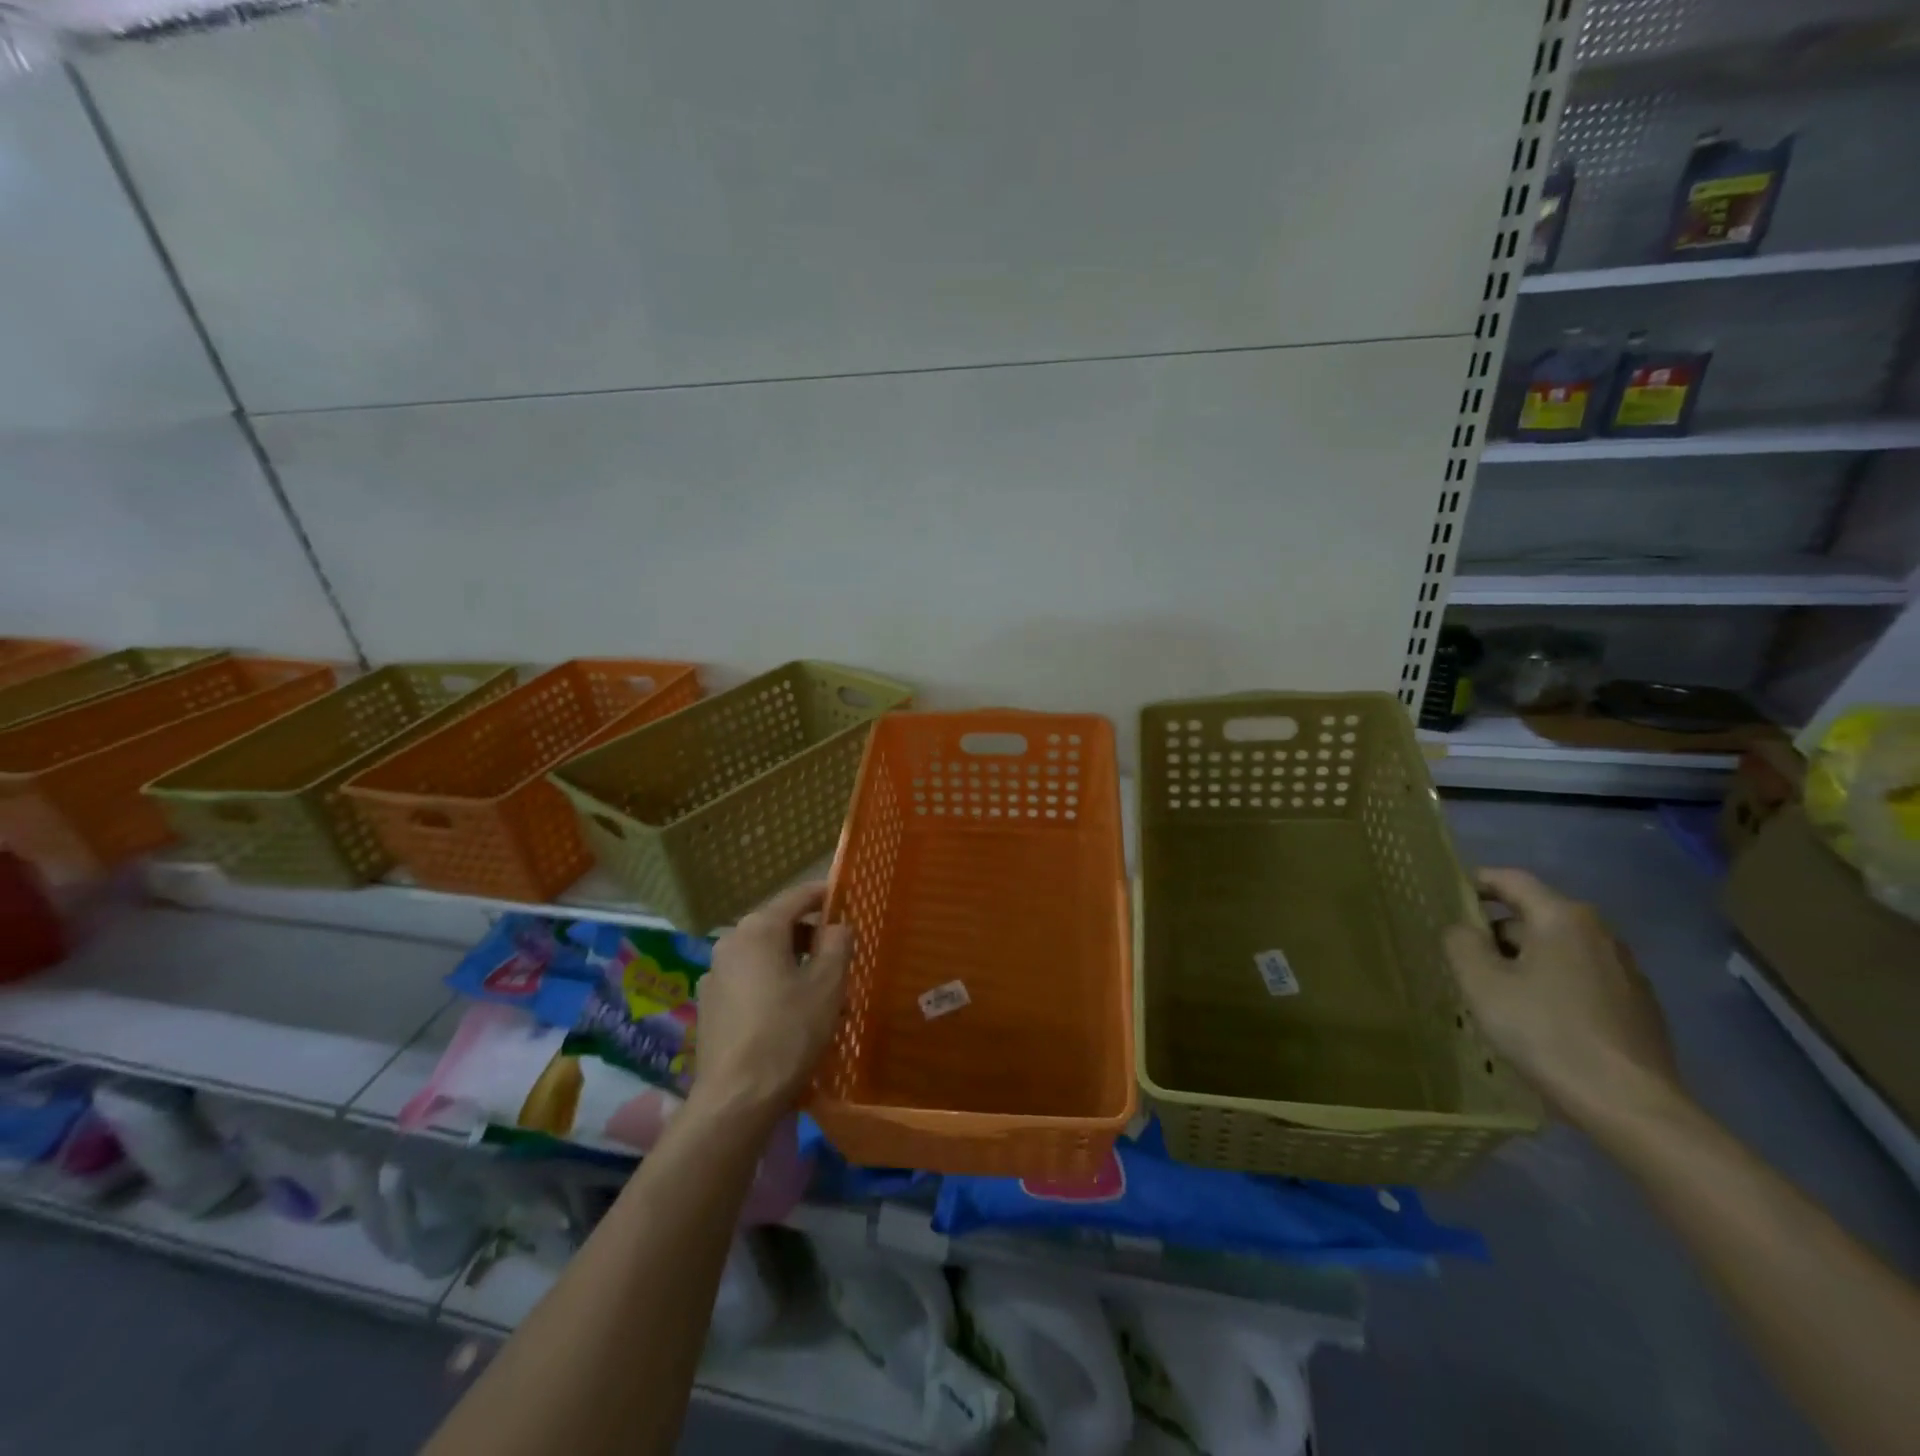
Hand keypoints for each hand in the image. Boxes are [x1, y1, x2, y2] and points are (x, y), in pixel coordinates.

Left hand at [692, 883, 850, 1119]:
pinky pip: (750, 980)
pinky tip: (793, 1014)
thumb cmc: (789, 1032)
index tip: (846, 898)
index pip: (797, 896)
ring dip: (794, 964)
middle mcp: (731, 942)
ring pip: (765, 955)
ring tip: (824, 993)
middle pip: (779, 925)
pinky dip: (774, 983)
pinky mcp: (710, 1005)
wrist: (736, 1098)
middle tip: (842, 957)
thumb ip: (837, 944)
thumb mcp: (828, 984)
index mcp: (759, 928)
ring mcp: (715, 974)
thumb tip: (837, 925)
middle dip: (812, 936)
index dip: (824, 894)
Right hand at [1443, 868, 1681, 1128]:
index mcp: (1562, 918)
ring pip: (1557, 949)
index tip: (1447, 897)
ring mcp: (1626, 970)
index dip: (1475, 882)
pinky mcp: (1638, 1005)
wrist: (1630, 1106)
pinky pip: (1580, 978)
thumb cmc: (1546, 1032)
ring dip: (1524, 960)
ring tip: (1497, 993)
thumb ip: (1461, 942)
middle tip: (1463, 958)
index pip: (1510, 880)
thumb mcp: (1481, 983)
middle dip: (1496, 931)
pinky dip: (1552, 984)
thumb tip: (1463, 930)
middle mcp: (1600, 934)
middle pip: (1534, 915)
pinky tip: (1538, 1019)